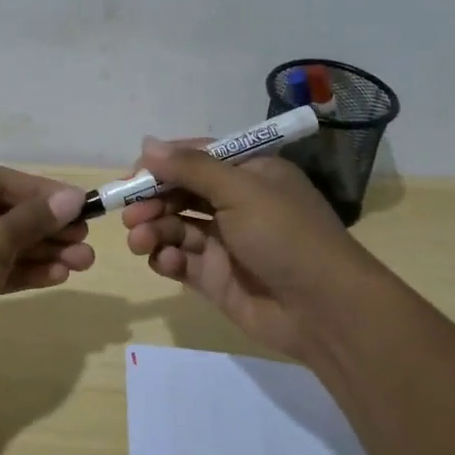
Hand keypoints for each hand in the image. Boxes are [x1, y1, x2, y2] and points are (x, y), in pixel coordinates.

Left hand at [0, 166, 91, 359]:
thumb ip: (33, 219)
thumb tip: (72, 197)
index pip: (2, 181)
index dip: (44, 193)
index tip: (81, 205)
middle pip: (3, 213)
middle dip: (47, 229)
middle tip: (85, 241)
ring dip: (40, 252)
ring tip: (82, 263)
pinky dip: (20, 271)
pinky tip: (57, 276)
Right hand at [121, 138, 376, 361]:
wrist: (324, 309)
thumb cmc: (285, 236)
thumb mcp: (240, 190)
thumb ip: (190, 168)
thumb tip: (147, 144)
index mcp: (249, 173)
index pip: (196, 158)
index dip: (163, 164)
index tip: (134, 175)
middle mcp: (235, 203)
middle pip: (180, 193)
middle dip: (152, 200)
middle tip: (130, 213)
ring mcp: (224, 242)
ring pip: (174, 227)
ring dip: (153, 229)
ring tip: (140, 240)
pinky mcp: (214, 277)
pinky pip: (179, 261)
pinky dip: (167, 258)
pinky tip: (167, 262)